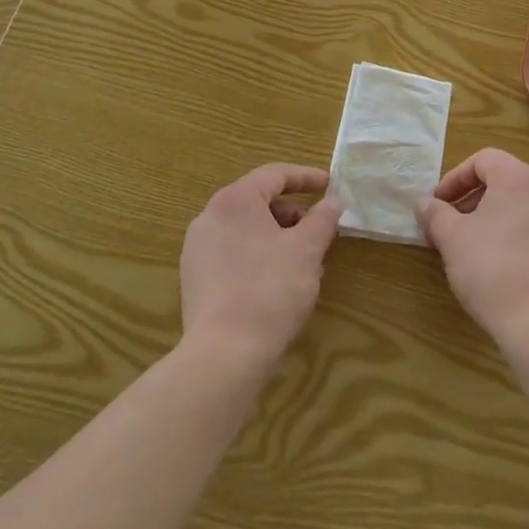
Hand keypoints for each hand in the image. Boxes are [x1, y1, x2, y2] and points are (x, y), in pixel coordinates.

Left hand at [180, 164, 342, 371]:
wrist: (224, 354)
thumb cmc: (271, 289)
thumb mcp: (307, 250)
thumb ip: (323, 219)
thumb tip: (333, 201)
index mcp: (235, 201)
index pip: (274, 174)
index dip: (305, 177)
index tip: (329, 185)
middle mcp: (209, 217)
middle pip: (258, 201)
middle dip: (292, 213)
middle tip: (318, 230)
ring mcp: (197, 249)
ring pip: (246, 229)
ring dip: (278, 237)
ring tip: (304, 262)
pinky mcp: (195, 279)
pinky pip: (232, 253)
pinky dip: (258, 255)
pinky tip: (279, 282)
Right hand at [415, 149, 528, 346]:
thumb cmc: (491, 268)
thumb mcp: (452, 238)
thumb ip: (435, 214)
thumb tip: (424, 204)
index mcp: (519, 178)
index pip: (484, 160)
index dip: (456, 178)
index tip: (439, 204)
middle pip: (505, 181)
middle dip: (473, 199)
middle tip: (451, 226)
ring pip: (523, 207)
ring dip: (495, 218)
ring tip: (474, 247)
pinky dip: (518, 237)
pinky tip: (503, 267)